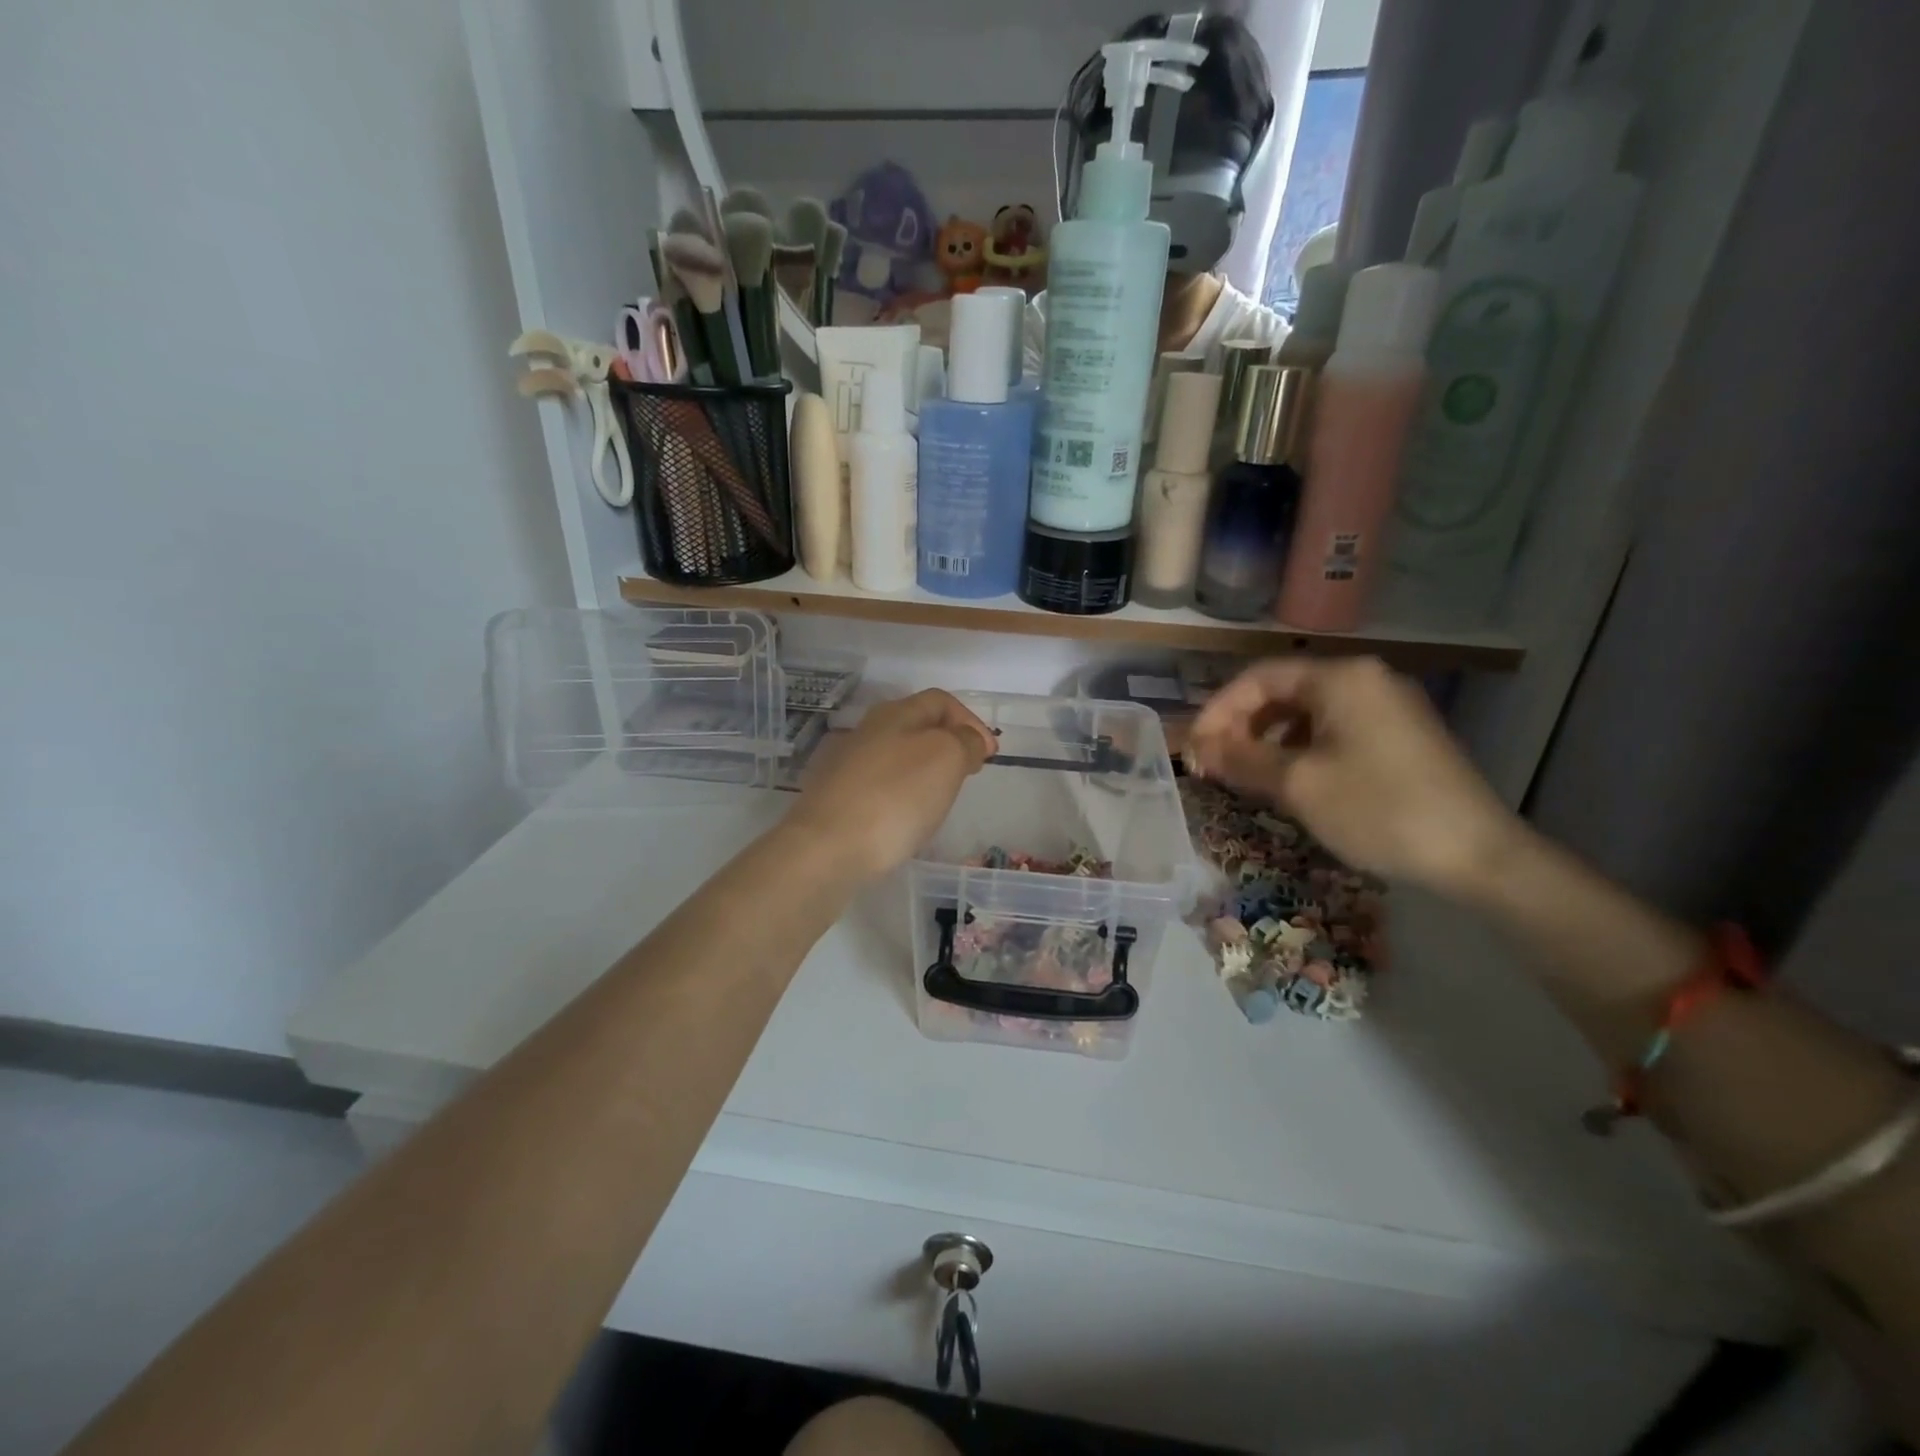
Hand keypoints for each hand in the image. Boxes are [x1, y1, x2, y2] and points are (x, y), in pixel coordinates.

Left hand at [787, 690, 996, 880]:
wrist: (827, 848)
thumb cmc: (895, 797)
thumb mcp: (946, 759)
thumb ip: (964, 742)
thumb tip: (968, 740)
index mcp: (895, 714)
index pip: (940, 701)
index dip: (970, 721)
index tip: (990, 754)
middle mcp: (867, 732)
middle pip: (916, 726)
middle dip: (948, 744)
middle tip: (969, 772)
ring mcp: (846, 766)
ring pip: (897, 757)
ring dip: (925, 770)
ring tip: (942, 797)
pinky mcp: (836, 800)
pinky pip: (880, 786)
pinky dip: (902, 794)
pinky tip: (907, 818)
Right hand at [1184, 657, 1521, 896]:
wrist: (1477, 854)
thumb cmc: (1378, 809)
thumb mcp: (1297, 784)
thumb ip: (1241, 759)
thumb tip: (1199, 749)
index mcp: (1341, 677)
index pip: (1258, 679)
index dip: (1218, 711)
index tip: (1193, 749)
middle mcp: (1366, 679)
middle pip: (1283, 691)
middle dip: (1241, 726)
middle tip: (1213, 764)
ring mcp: (1388, 706)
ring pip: (1307, 713)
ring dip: (1268, 740)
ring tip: (1245, 775)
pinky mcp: (1401, 735)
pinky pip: (1334, 730)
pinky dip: (1301, 749)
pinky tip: (1290, 781)